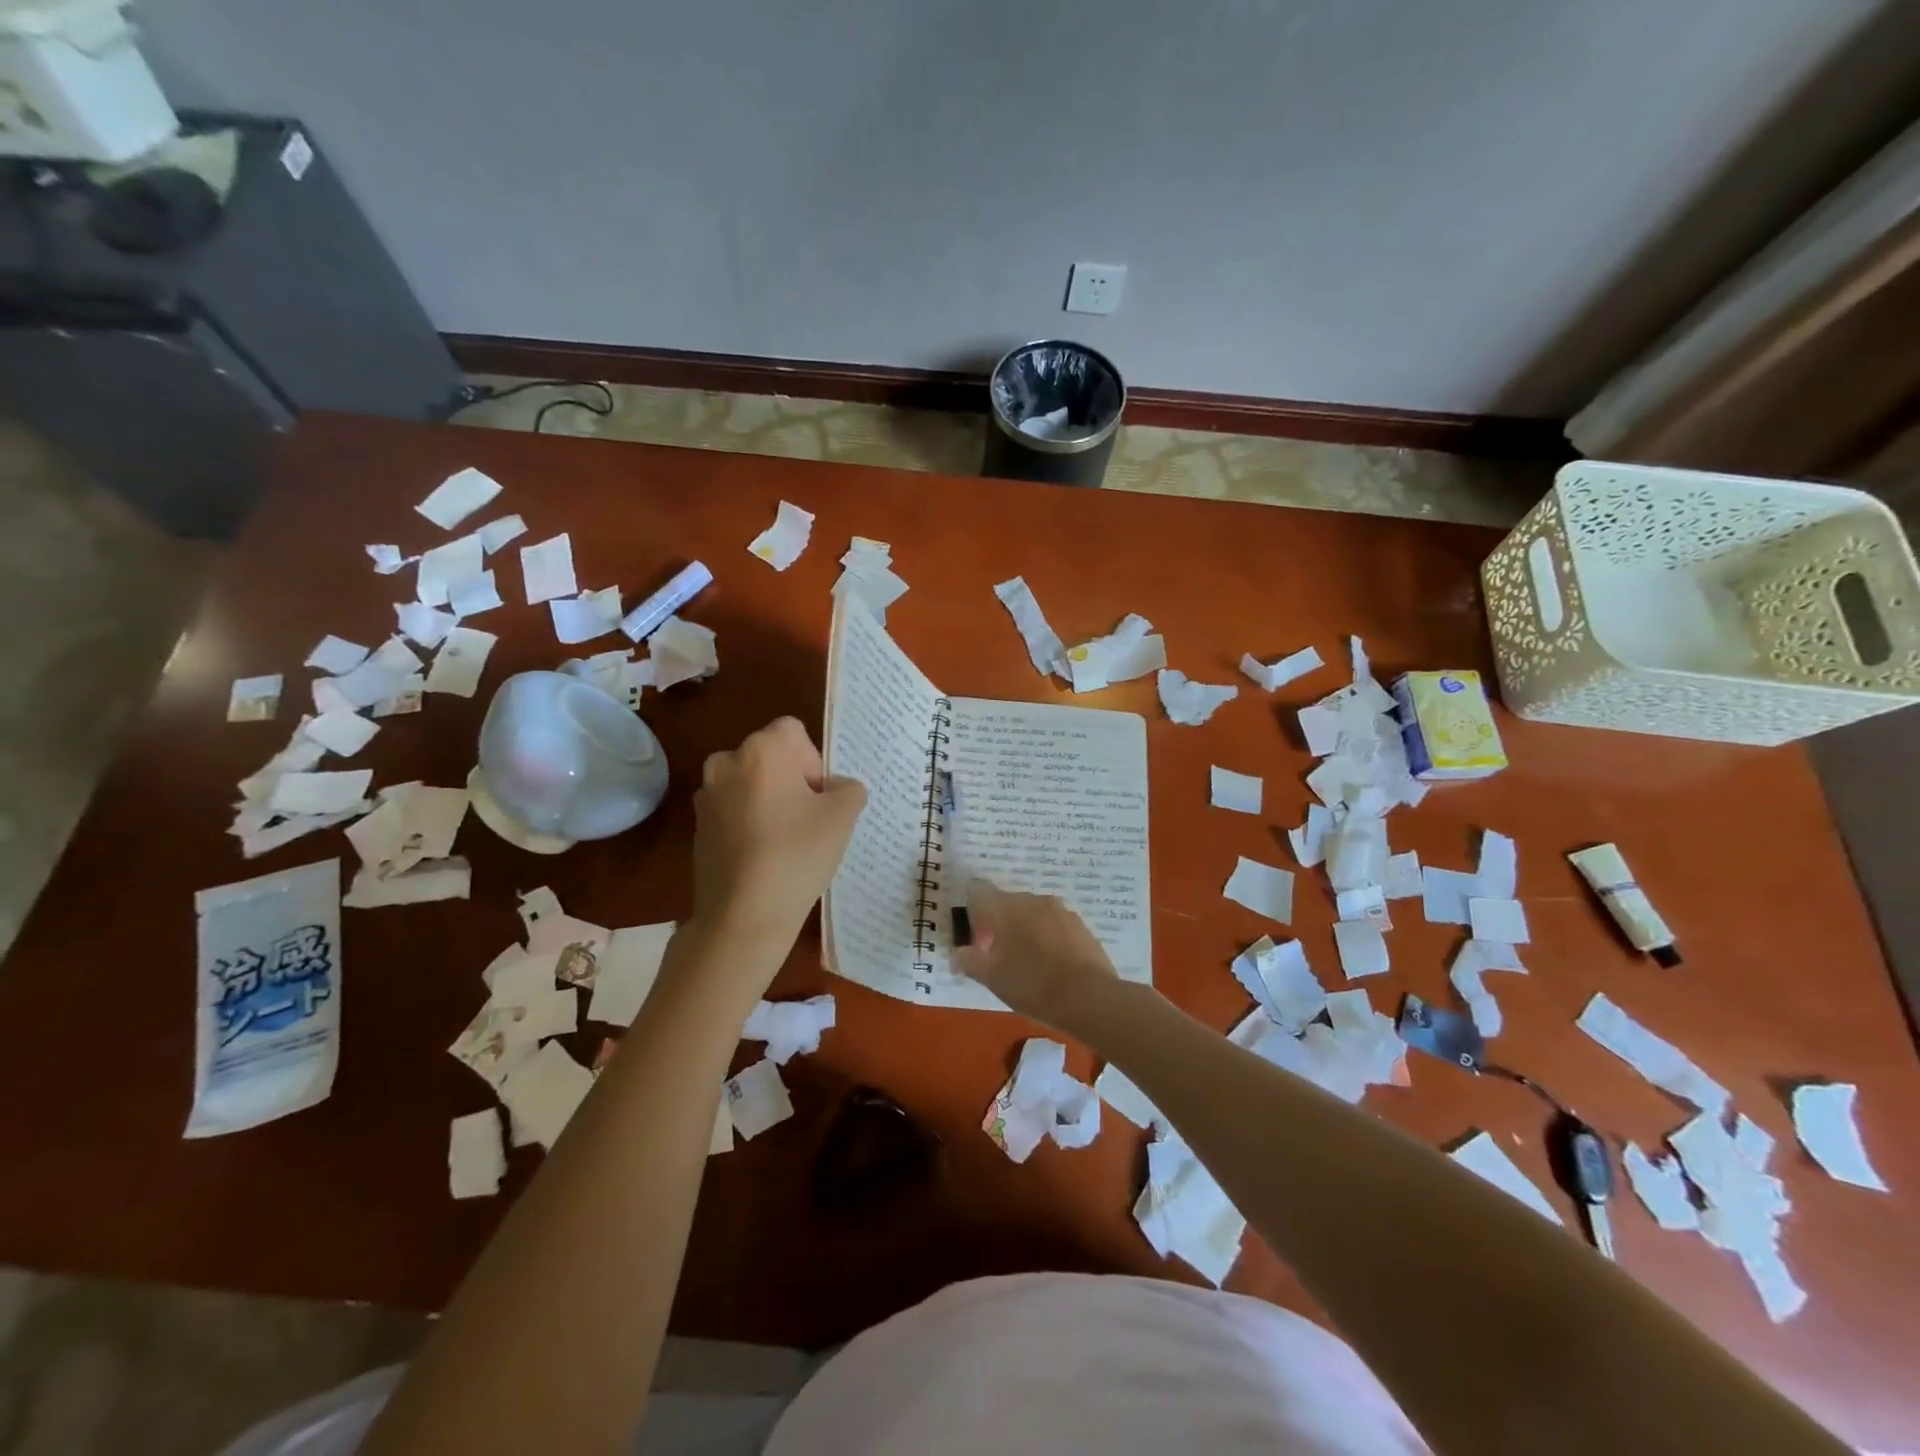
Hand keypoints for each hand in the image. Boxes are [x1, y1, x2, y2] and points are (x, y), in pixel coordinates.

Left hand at [690, 716, 867, 962]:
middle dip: (792, 780)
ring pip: (751, 784)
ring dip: (770, 801)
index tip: (818, 799)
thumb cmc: (797, 855)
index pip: (794, 732)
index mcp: (761, 750)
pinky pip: (734, 810)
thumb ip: (848, 788)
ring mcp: (707, 796)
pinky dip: (750, 823)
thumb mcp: (843, 817)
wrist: (743, 916)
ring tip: (785, 842)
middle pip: (770, 756)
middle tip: (808, 821)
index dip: (813, 761)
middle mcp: (727, 762)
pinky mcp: (698, 826)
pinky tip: (762, 858)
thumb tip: (835, 789)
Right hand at [953, 879, 1120, 1032]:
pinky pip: (1054, 925)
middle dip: (1000, 924)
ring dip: (1025, 930)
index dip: (973, 911)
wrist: (1089, 998)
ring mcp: (1061, 910)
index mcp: (1006, 906)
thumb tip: (958, 953)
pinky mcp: (1081, 925)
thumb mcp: (992, 978)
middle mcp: (1033, 900)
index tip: (976, 938)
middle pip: (1007, 903)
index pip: (979, 890)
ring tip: (1028, 963)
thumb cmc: (1032, 984)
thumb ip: (970, 961)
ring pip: (1033, 914)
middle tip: (999, 957)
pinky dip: (1047, 938)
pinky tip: (1051, 966)